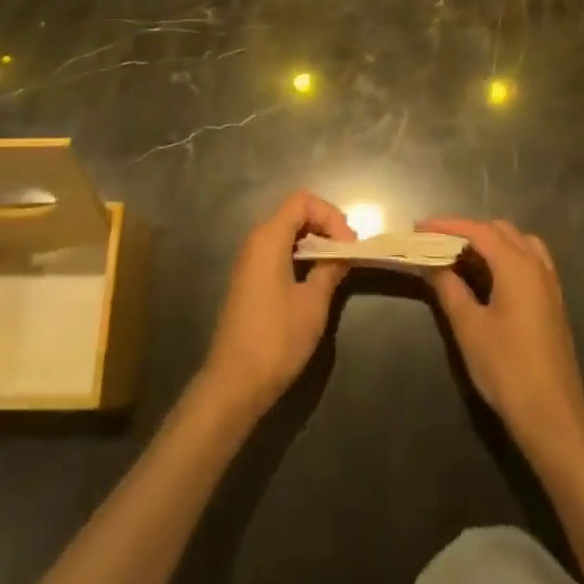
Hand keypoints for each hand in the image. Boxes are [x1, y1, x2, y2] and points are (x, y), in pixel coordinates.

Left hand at [198, 191, 354, 419]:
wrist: (234, 382)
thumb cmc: (276, 339)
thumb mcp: (313, 303)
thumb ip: (330, 269)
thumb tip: (344, 253)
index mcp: (268, 238)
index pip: (302, 201)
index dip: (330, 215)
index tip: (349, 244)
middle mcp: (255, 241)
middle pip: (294, 214)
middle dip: (325, 227)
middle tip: (347, 254)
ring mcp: (249, 261)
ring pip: (286, 234)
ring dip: (314, 243)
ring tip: (336, 267)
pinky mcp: (248, 280)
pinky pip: (278, 253)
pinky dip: (299, 257)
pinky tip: (315, 280)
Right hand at [419, 218, 583, 462]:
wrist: (553, 415)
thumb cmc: (507, 368)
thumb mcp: (469, 327)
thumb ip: (448, 287)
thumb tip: (430, 262)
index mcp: (517, 266)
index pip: (478, 230)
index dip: (446, 226)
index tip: (418, 227)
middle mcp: (537, 266)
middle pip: (500, 230)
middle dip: (466, 231)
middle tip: (435, 242)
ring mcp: (549, 283)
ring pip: (518, 242)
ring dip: (489, 241)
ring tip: (460, 256)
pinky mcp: (552, 301)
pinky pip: (528, 261)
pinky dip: (505, 256)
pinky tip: (488, 276)